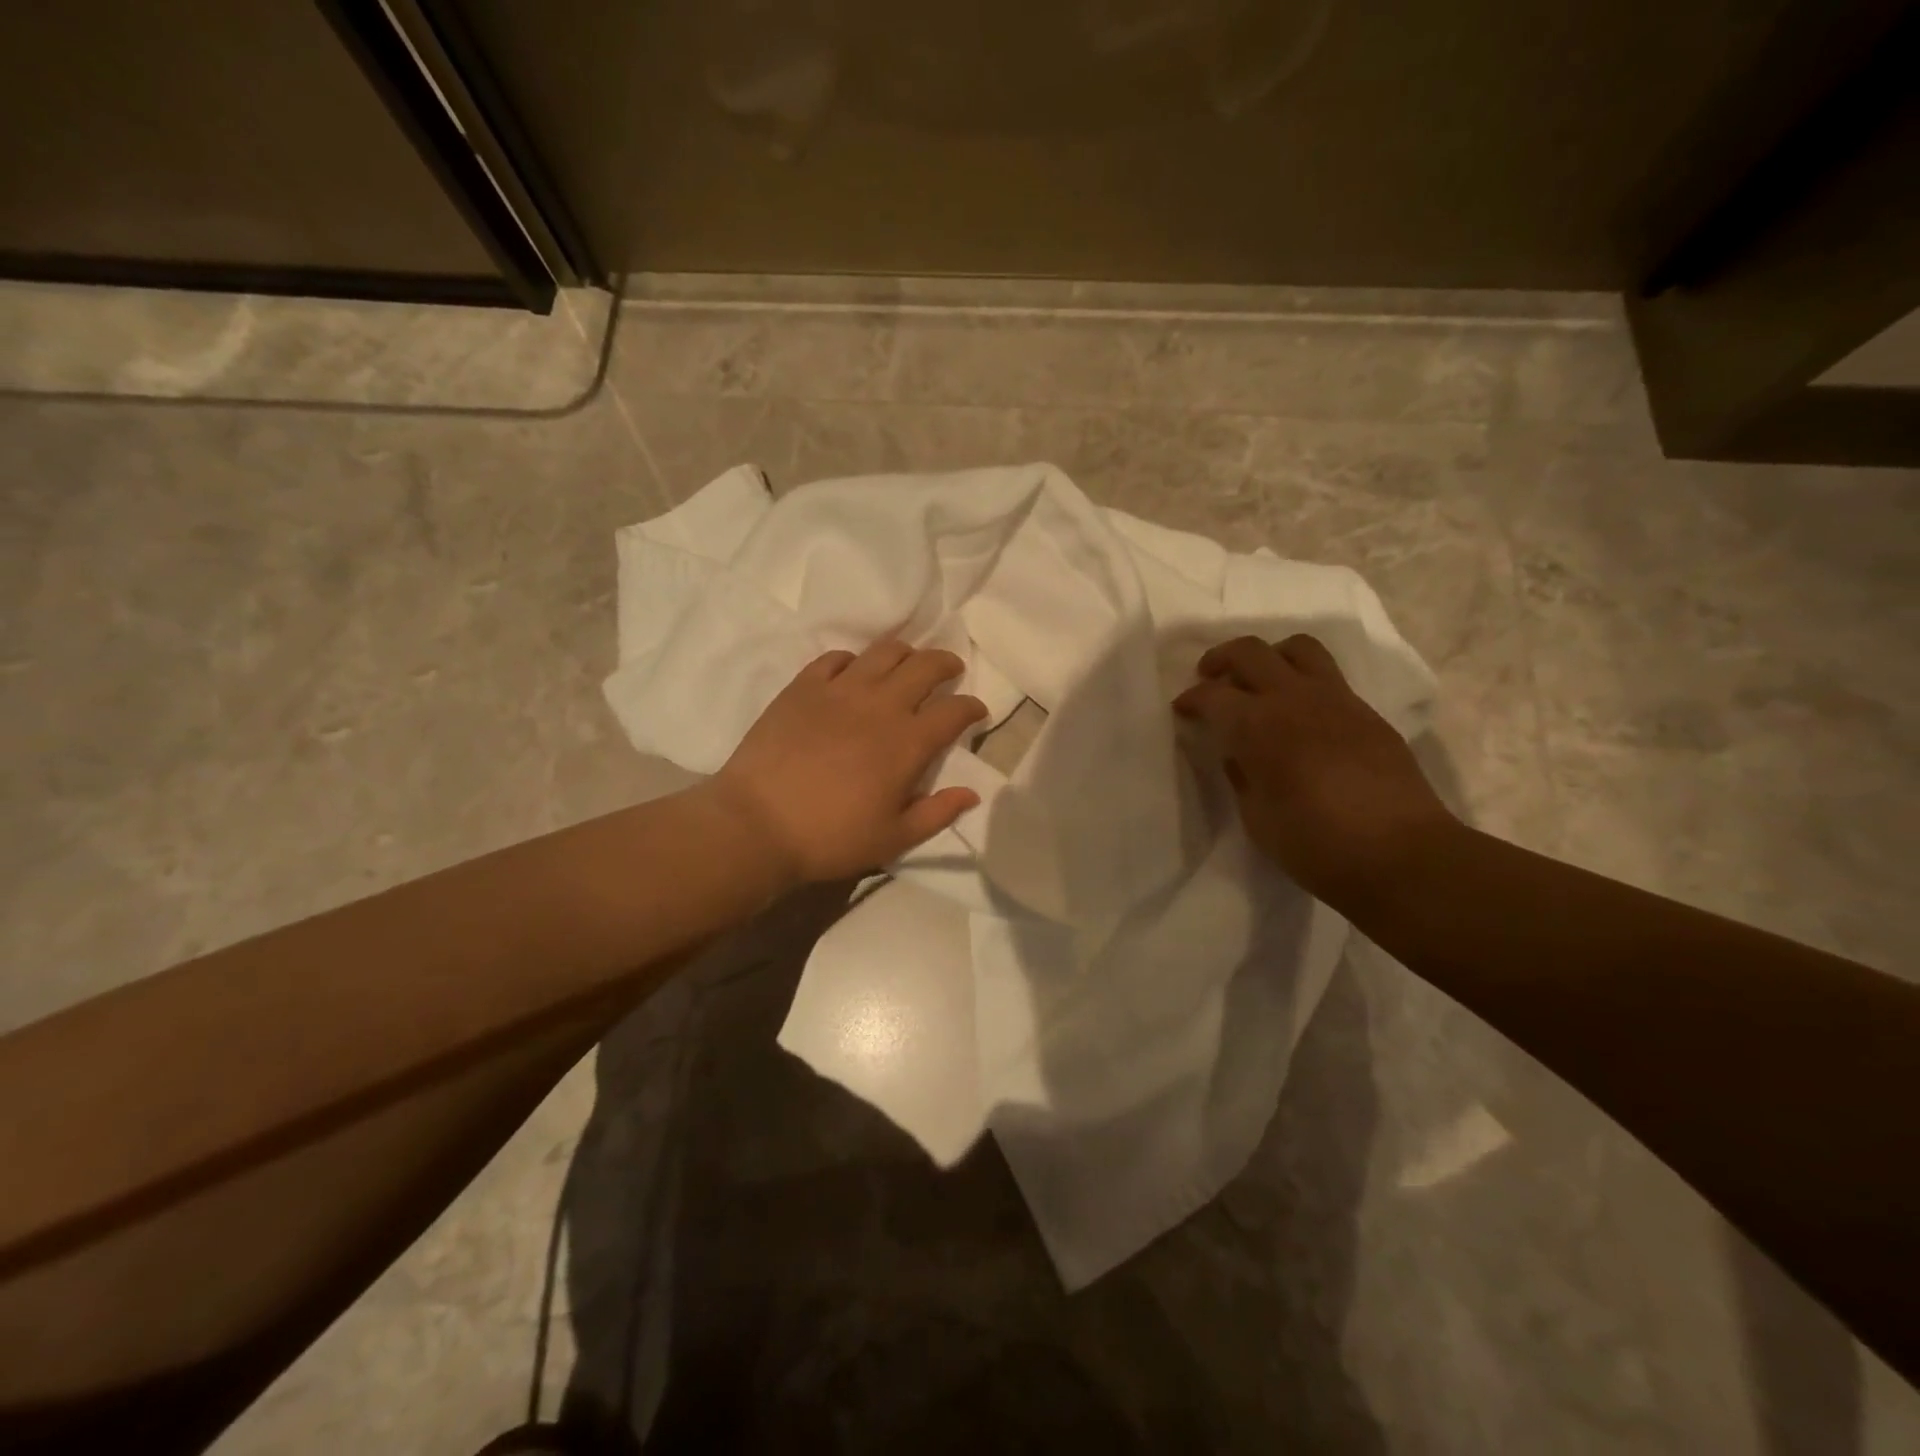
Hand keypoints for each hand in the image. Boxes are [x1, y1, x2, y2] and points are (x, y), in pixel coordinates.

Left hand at [707, 639, 989, 884]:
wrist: (757, 825)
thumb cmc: (831, 838)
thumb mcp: (893, 839)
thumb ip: (937, 813)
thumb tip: (972, 793)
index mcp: (908, 742)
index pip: (954, 711)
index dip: (972, 707)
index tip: (977, 712)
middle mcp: (880, 705)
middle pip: (925, 666)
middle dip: (946, 664)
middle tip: (950, 671)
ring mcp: (839, 690)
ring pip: (884, 652)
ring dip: (905, 653)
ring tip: (908, 663)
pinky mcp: (803, 686)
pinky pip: (836, 658)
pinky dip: (853, 661)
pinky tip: (853, 673)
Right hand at [1174, 634, 1457, 908]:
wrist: (1401, 855)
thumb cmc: (1315, 845)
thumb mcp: (1257, 817)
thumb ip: (1242, 776)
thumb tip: (1238, 754)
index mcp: (1257, 726)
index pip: (1212, 695)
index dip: (1191, 699)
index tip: (1183, 711)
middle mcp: (1293, 699)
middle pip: (1250, 651)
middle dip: (1222, 659)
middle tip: (1211, 677)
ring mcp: (1336, 700)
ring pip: (1298, 648)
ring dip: (1270, 656)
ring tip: (1261, 681)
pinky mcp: (1367, 713)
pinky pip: (1328, 678)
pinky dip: (1304, 683)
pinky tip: (1301, 715)